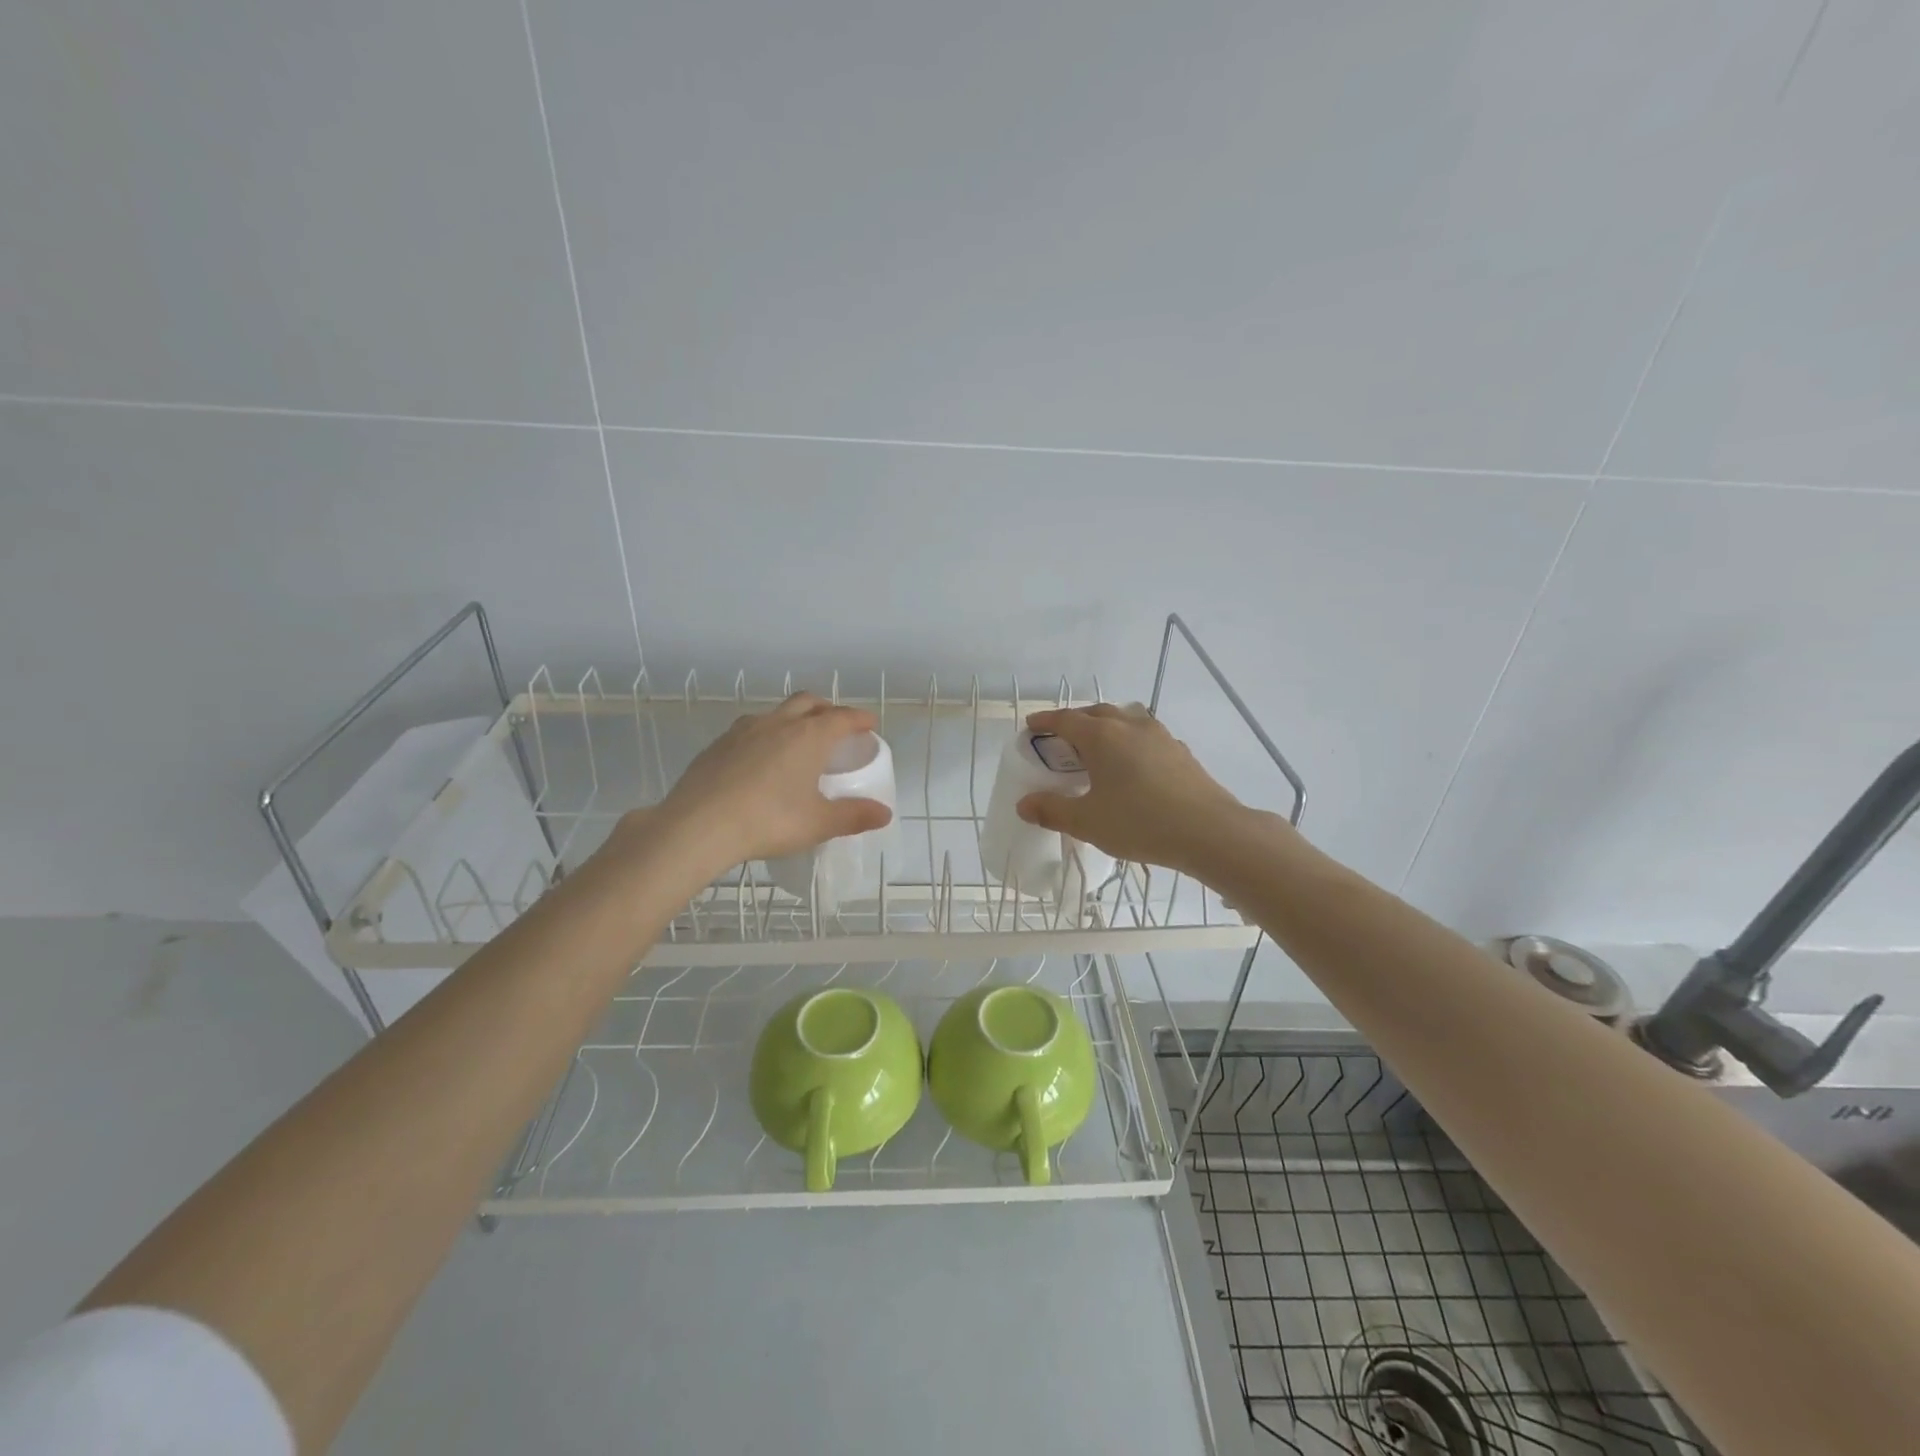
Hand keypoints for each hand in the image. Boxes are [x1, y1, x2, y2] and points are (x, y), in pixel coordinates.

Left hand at [631, 694, 892, 875]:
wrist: (699, 825)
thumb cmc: (769, 820)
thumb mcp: (818, 823)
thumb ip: (853, 816)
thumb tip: (884, 814)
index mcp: (809, 736)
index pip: (843, 717)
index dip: (859, 719)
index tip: (869, 725)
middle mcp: (779, 723)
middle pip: (808, 702)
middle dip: (826, 709)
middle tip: (835, 726)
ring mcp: (744, 730)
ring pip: (776, 712)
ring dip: (792, 719)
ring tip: (797, 742)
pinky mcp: (718, 744)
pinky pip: (750, 730)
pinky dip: (764, 736)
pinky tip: (760, 761)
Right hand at [1015, 703, 1255, 876]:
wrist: (1209, 831)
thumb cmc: (1139, 822)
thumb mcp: (1088, 822)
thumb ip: (1052, 811)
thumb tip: (1024, 804)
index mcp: (1101, 736)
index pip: (1065, 720)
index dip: (1045, 722)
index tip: (1031, 726)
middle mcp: (1130, 726)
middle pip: (1096, 713)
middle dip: (1075, 721)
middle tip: (1062, 739)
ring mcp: (1160, 736)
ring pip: (1126, 719)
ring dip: (1107, 726)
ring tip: (1099, 747)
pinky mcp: (1181, 751)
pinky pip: (1147, 736)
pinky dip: (1131, 742)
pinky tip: (1134, 764)